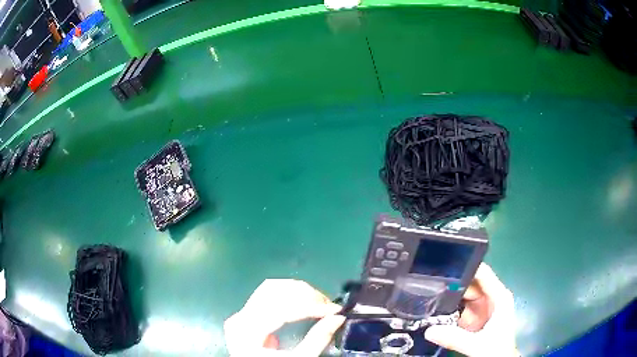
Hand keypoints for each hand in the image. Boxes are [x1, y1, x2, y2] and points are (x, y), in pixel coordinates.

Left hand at [224, 279, 344, 355]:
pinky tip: (303, 302)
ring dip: (298, 291)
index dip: (312, 306)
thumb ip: (317, 340)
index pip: (282, 308)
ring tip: (318, 301)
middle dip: (306, 295)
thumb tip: (338, 318)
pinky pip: (267, 294)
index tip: (335, 309)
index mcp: (249, 331)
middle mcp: (240, 318)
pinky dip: (288, 294)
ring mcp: (241, 314)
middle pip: (275, 291)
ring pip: (271, 288)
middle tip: (328, 304)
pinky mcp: (246, 314)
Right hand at [425, 264, 518, 356]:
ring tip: (427, 294)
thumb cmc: (496, 350)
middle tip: (428, 283)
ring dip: (448, 297)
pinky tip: (434, 309)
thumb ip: (454, 338)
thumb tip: (428, 331)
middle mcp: (491, 297)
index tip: (444, 265)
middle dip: (452, 284)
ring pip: (463, 296)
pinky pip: (460, 307)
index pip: (483, 274)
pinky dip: (449, 308)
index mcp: (499, 297)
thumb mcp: (476, 345)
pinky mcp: (475, 317)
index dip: (466, 266)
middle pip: (470, 284)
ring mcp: (483, 307)